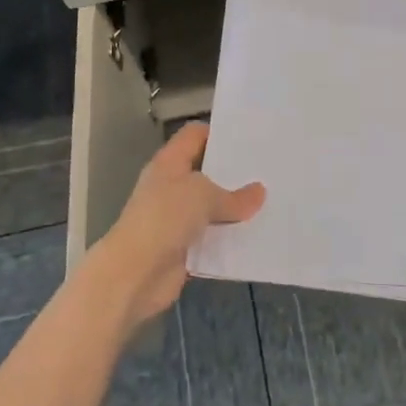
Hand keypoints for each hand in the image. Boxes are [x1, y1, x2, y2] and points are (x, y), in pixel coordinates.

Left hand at [87, 123, 264, 338]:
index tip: (250, 138)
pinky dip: (229, 237)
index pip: (195, 135)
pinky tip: (256, 234)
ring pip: (211, 207)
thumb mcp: (203, 197)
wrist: (135, 273)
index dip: (219, 133)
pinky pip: (212, 237)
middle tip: (267, 170)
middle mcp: (171, 186)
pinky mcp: (183, 247)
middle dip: (234, 172)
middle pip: (206, 171)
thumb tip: (260, 192)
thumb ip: (234, 196)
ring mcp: (176, 218)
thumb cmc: (164, 218)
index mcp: (170, 162)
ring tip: (270, 201)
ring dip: (234, 208)